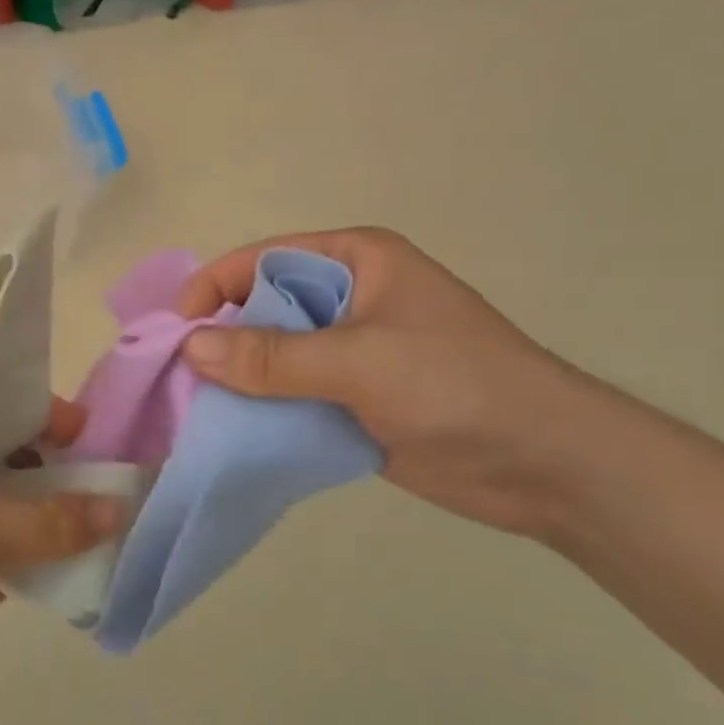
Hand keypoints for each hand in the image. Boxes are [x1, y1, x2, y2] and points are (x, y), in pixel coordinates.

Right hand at [178, 228, 588, 536]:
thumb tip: (192, 347)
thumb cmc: (456, 386)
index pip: (264, 259)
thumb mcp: (360, 361)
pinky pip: (291, 394)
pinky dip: (262, 409)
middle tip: (179, 375)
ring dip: (238, 378)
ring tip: (193, 406)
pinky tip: (230, 429)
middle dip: (222, 337)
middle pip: (263, 307)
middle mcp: (348, 297)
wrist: (545, 464)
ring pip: (273, 355)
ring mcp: (350, 350)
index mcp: (355, 260)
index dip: (216, 287)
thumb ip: (273, 357)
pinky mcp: (352, 398)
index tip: (178, 331)